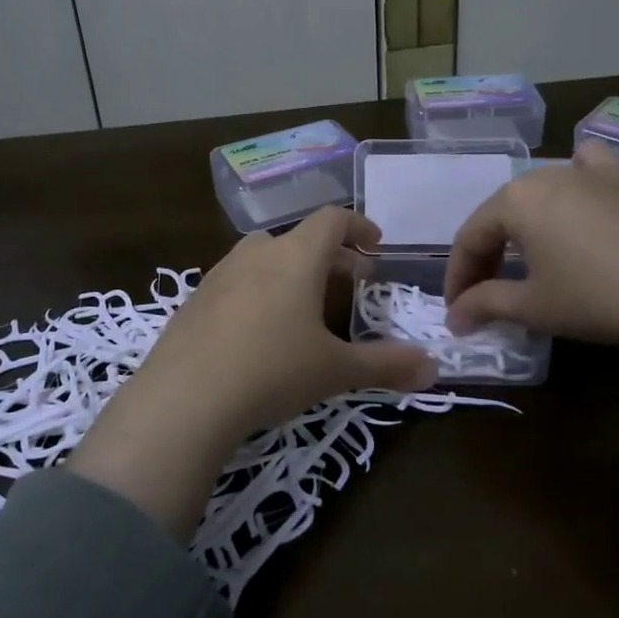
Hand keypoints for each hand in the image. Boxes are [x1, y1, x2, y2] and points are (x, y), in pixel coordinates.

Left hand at [71, 208, 433, 535]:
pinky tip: (259, 331)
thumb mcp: (335, 370)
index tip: (375, 243)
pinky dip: (258, 291)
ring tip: (305, 305)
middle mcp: (256, 254)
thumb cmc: (272, 370)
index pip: (332, 220)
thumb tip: (433, 369)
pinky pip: (236, 283)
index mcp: (295, 256)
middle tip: (350, 280)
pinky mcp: (194, 300)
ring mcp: (219, 274)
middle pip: (298, 238)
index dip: (358, 226)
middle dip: (329, 255)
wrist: (185, 397)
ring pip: (264, 257)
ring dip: (290, 271)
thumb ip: (386, 365)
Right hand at [444, 143, 618, 446]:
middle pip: (502, 214)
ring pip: (540, 192)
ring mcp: (589, 173)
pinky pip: (589, 168)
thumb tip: (454, 318)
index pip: (471, 237)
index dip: (459, 276)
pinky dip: (577, 179)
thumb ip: (485, 305)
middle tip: (486, 293)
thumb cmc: (597, 297)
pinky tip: (581, 195)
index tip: (457, 310)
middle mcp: (545, 174)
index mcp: (514, 200)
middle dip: (488, 254)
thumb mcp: (533, 307)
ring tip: (527, 258)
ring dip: (524, 225)